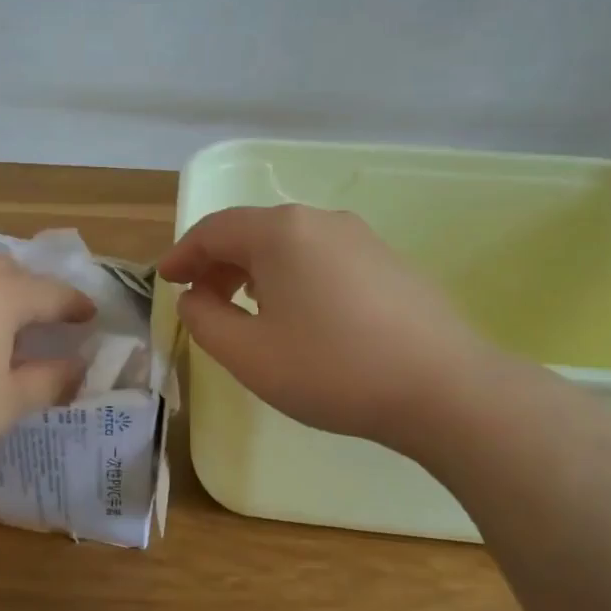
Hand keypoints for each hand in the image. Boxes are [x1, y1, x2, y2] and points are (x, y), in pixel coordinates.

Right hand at [158, 205, 495, 455]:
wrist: (445, 390)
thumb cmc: (332, 369)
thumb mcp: (248, 354)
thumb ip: (204, 320)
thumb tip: (195, 297)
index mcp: (280, 231)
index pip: (213, 230)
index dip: (182, 254)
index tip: (165, 280)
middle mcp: (319, 220)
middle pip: (251, 231)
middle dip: (217, 263)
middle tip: (199, 300)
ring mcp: (360, 237)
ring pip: (288, 244)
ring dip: (253, 270)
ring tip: (243, 307)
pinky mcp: (387, 261)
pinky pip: (321, 257)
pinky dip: (291, 276)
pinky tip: (296, 311)